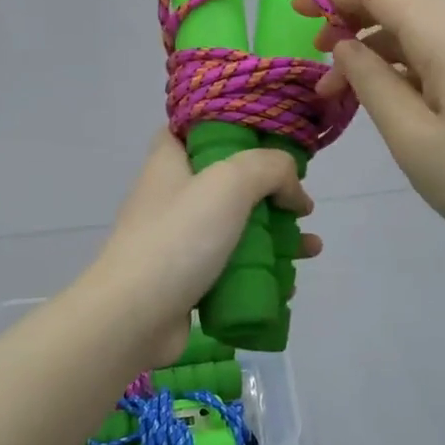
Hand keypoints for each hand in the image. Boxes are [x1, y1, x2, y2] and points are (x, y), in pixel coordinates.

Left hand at [91, 132, 317, 367]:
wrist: (134, 318)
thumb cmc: (179, 238)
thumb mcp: (230, 183)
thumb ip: (271, 169)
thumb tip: (294, 193)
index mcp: (169, 162)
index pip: (193, 128)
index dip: (229, 126)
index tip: (267, 137)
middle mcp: (171, 196)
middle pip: (226, 180)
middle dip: (268, 190)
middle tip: (299, 202)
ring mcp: (178, 240)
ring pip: (234, 226)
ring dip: (275, 234)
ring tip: (310, 247)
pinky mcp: (187, 279)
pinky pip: (230, 266)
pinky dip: (259, 271)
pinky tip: (288, 282)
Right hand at [296, 0, 444, 260]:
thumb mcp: (411, 137)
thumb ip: (372, 83)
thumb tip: (345, 45)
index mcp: (444, 39)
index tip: (295, 12)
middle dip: (351, 10)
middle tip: (315, 46)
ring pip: (413, 25)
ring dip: (370, 41)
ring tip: (334, 85)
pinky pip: (430, 51)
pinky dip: (394, 60)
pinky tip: (376, 93)